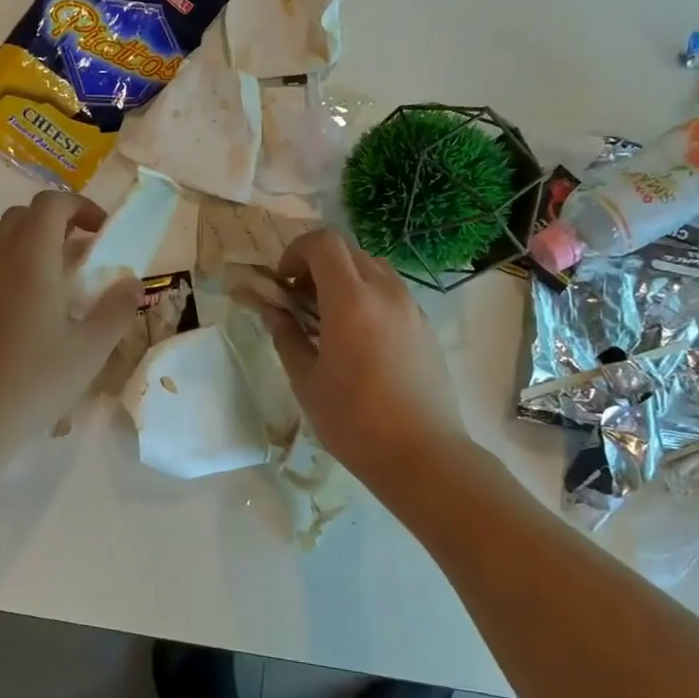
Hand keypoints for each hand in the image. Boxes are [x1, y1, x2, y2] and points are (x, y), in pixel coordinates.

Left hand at [0, 190, 140, 448]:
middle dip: (57, 221)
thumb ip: (117, 309)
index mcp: (29, 260)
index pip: (51, 204)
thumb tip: (132, 283)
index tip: (103, 232)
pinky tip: (33, 315)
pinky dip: (15, 270)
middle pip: (23, 216)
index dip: (81, 207)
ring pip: (2, 242)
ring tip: (63, 284)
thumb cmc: (33, 382)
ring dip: (35, 246)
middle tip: (85, 251)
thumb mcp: (90, 350)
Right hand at [264, 229, 473, 493]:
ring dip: (345, 278)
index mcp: (351, 300)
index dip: (296, 251)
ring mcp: (411, 307)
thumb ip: (286, 337)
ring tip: (329, 319)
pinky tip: (359, 338)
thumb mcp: (306, 381)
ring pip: (373, 268)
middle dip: (317, 263)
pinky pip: (392, 292)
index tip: (283, 283)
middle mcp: (385, 292)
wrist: (423, 455)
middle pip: (349, 250)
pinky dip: (368, 296)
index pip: (324, 242)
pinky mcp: (425, 326)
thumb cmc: (354, 421)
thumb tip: (273, 311)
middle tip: (300, 299)